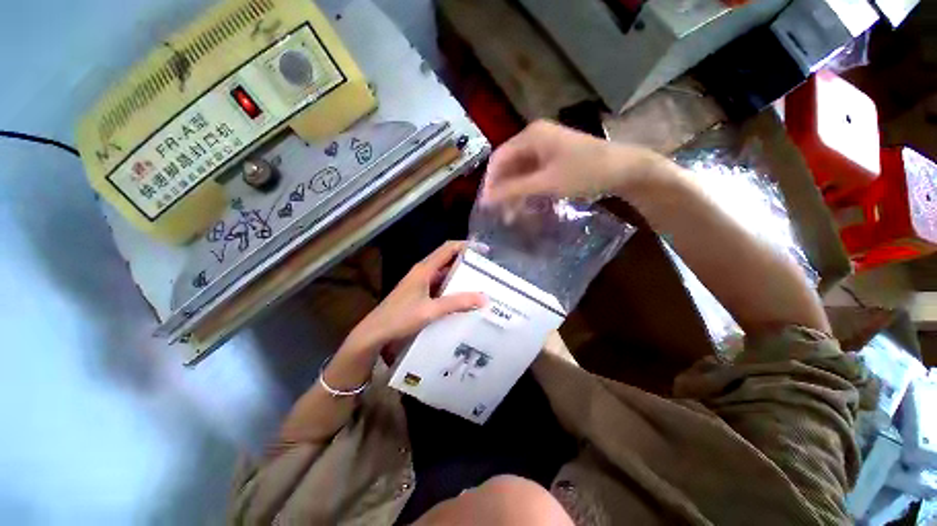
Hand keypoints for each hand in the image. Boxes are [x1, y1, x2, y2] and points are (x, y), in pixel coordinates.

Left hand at [344, 241, 485, 358]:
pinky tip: (461, 298)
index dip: (467, 245)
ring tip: (479, 284)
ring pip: (444, 273)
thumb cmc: (400, 318)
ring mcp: (420, 282)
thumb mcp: (431, 310)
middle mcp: (423, 271)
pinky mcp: (419, 292)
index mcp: (424, 269)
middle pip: (447, 259)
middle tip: (486, 270)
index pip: (448, 248)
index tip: (484, 250)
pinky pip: (439, 285)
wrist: (375, 333)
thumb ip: (457, 303)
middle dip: (467, 262)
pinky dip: (451, 288)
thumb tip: (483, 298)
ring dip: (460, 276)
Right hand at [480, 120, 664, 205]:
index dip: (490, 182)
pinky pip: (531, 174)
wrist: (624, 170)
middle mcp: (534, 137)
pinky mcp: (553, 158)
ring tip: (512, 215)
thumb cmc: (585, 172)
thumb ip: (514, 190)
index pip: (499, 158)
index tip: (486, 205)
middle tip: (500, 213)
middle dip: (503, 189)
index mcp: (531, 136)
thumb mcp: (546, 183)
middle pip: (508, 165)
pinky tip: (526, 204)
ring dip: (514, 192)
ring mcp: (545, 147)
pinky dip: (527, 189)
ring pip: (519, 171)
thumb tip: (486, 199)